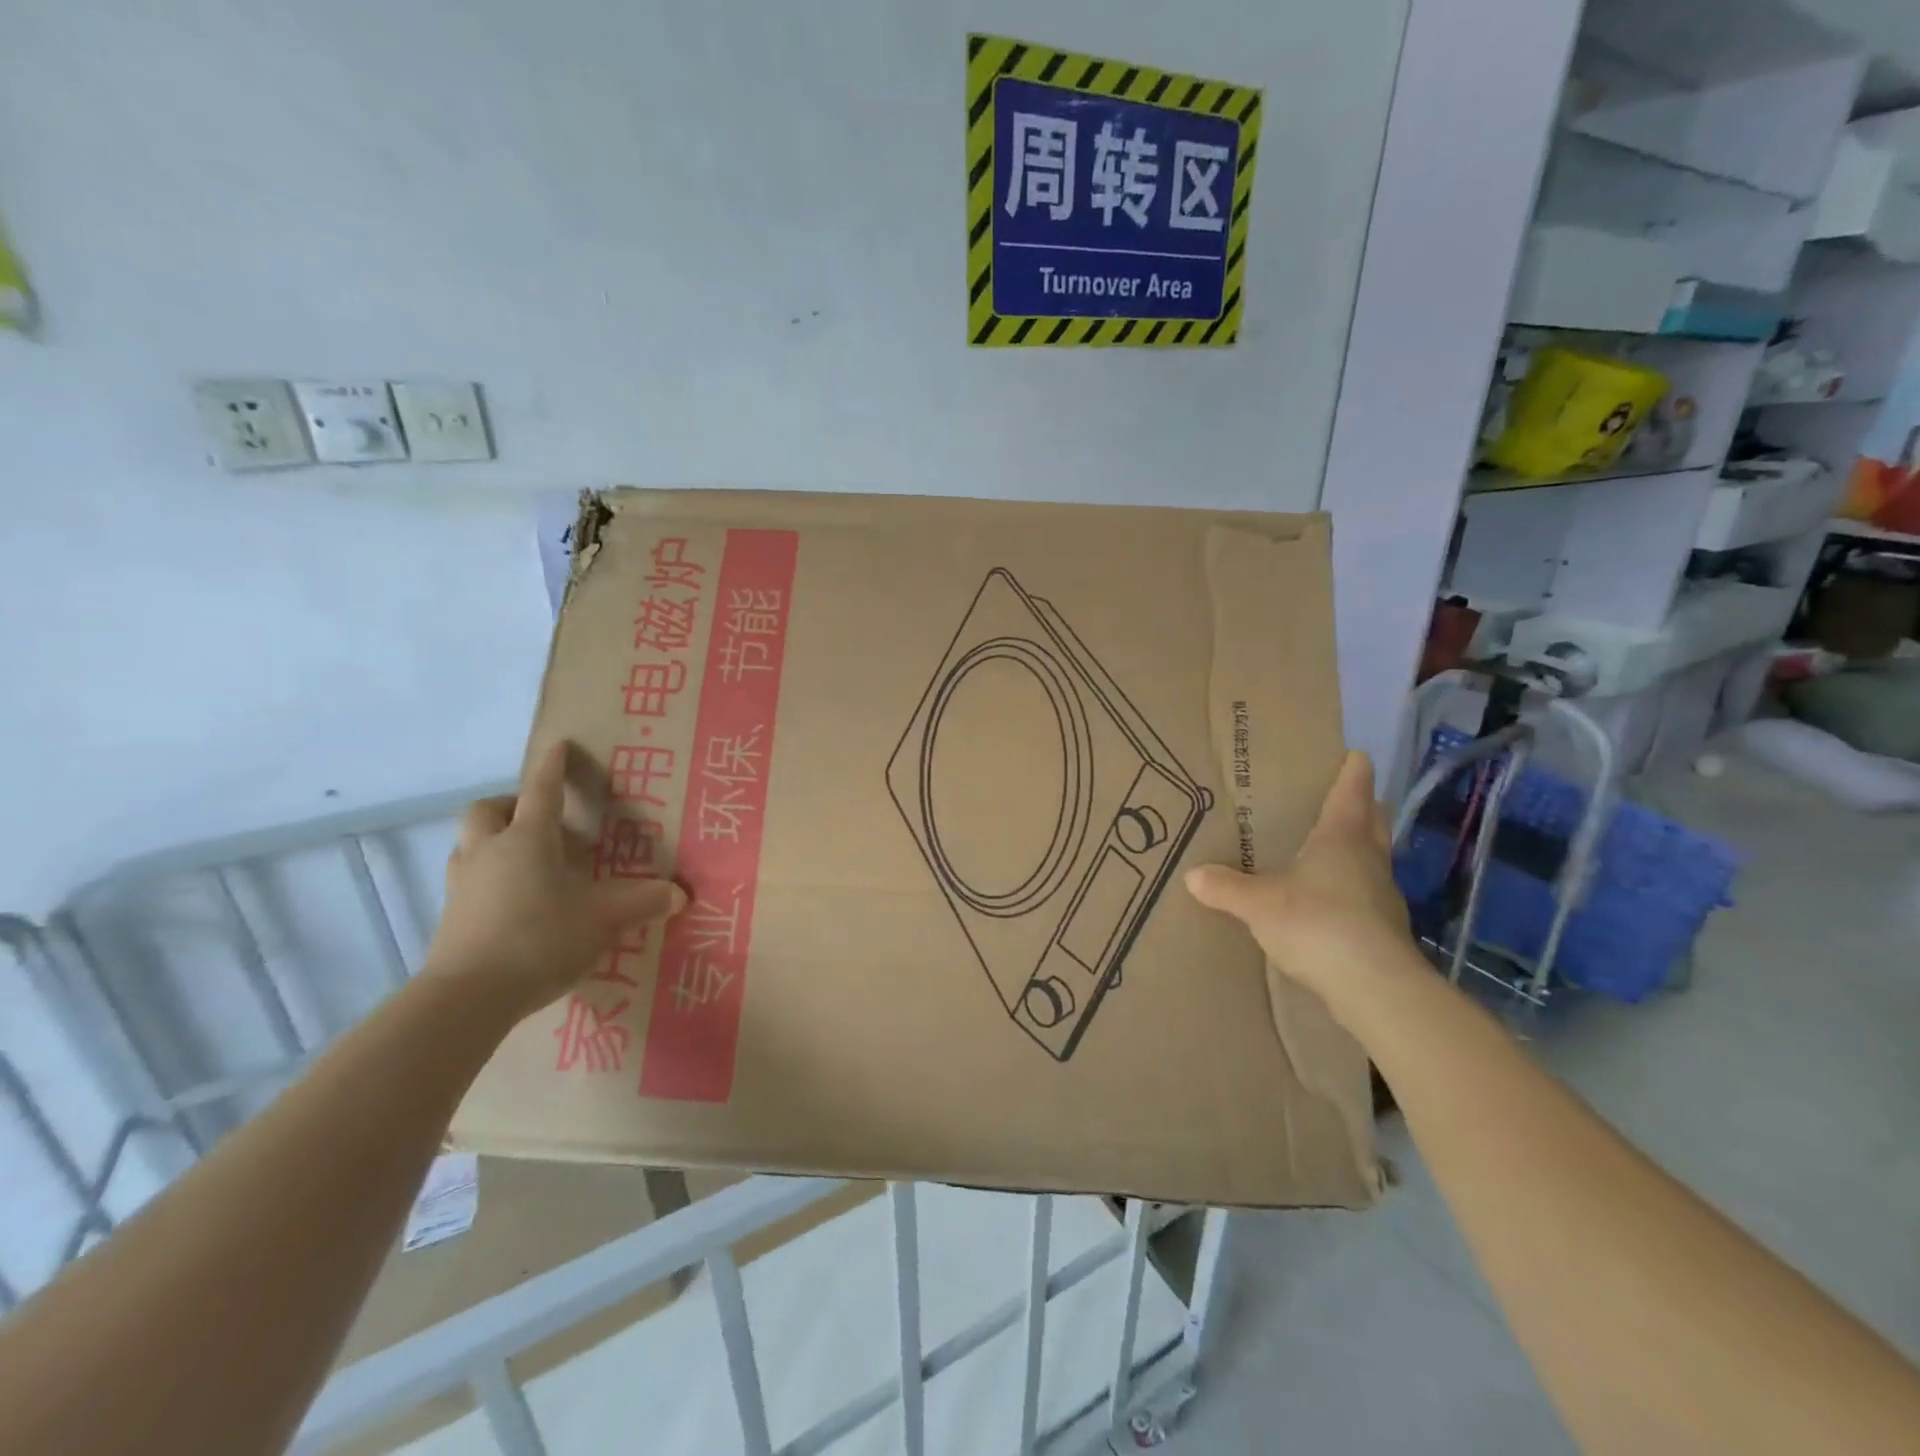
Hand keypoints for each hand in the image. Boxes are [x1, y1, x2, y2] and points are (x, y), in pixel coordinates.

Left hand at [423, 741, 686, 1019]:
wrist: (468, 997)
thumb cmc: (541, 938)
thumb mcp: (604, 918)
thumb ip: (643, 902)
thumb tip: (681, 894)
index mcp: (528, 839)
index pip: (541, 790)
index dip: (553, 766)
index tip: (560, 746)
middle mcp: (489, 851)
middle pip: (488, 809)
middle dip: (512, 804)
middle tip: (541, 819)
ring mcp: (463, 884)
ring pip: (471, 843)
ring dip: (495, 840)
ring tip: (527, 860)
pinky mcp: (450, 916)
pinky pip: (469, 879)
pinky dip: (490, 877)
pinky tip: (515, 901)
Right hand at [1185, 750, 1418, 1020]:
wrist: (1375, 987)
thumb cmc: (1317, 923)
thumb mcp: (1259, 904)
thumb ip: (1226, 888)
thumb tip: (1193, 875)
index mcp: (1341, 838)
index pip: (1352, 792)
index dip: (1353, 771)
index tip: (1355, 754)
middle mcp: (1369, 859)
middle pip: (1373, 822)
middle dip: (1363, 808)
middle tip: (1344, 799)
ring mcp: (1382, 896)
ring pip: (1373, 859)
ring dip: (1359, 850)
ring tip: (1331, 850)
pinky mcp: (1385, 930)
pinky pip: (1367, 896)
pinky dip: (1352, 890)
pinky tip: (1331, 903)